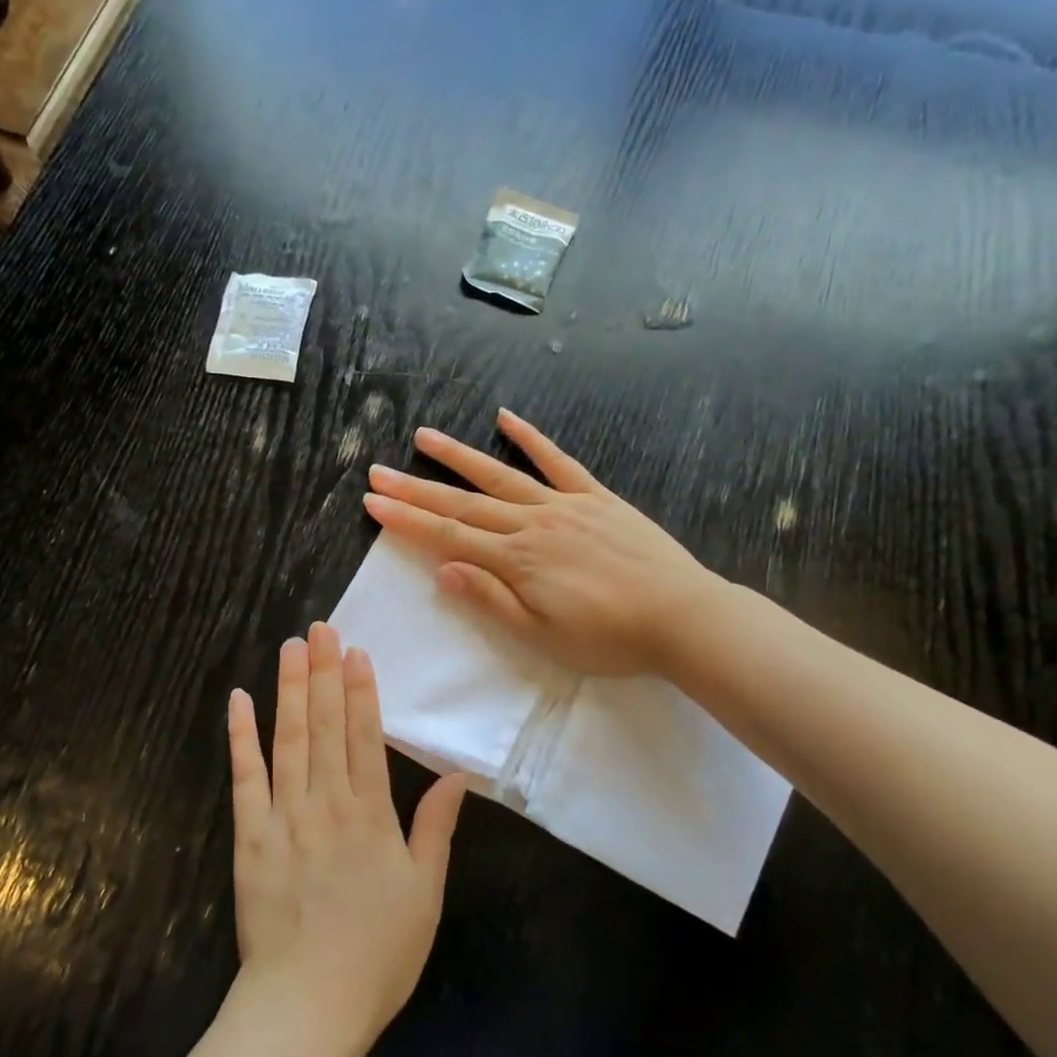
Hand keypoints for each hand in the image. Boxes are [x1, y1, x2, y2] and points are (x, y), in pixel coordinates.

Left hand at [227, 625, 468, 1050]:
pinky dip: (241, 737)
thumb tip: (458, 776)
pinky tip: (239, 701)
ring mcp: (283, 817)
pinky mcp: (249, 837)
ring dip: (289, 690)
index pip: (365, 738)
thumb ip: (436, 829)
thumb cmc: (377, 954)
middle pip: (326, 727)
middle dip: (324, 673)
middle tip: (320, 627)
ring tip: (290, 647)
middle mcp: (327, 804)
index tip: (355, 651)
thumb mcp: (426, 894)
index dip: (361, 691)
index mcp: (371, 816)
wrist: (307, 1006)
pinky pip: (244, 778)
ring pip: (287, 740)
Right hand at [361, 408, 719, 676]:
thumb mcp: (542, 637)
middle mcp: (532, 524)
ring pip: (500, 476)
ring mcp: (565, 506)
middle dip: (416, 489)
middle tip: (378, 472)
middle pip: (463, 504)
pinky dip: (531, 439)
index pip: (448, 536)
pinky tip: (506, 418)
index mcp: (516, 561)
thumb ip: (491, 600)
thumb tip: (443, 570)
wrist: (682, 618)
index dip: (407, 520)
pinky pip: (559, 462)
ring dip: (459, 457)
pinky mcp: (596, 498)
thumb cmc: (609, 638)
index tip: (373, 502)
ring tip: (424, 437)